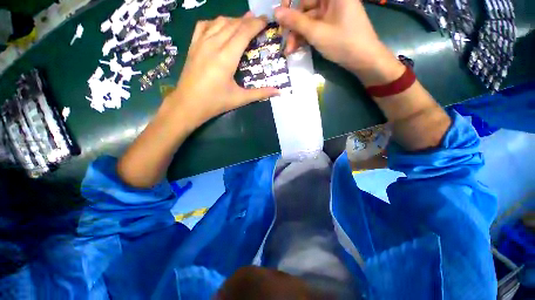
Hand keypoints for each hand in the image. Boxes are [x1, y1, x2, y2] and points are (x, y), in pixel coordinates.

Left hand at [163, 13, 278, 123]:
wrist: (188, 104)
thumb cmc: (215, 103)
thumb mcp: (240, 99)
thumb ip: (260, 93)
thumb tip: (279, 92)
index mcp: (226, 57)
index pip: (243, 33)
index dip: (256, 24)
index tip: (266, 20)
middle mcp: (213, 44)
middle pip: (233, 24)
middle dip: (247, 20)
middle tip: (258, 19)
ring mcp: (201, 43)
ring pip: (219, 22)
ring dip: (233, 19)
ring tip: (243, 21)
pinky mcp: (193, 46)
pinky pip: (204, 26)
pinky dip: (215, 22)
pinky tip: (220, 26)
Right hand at [275, 0, 403, 84]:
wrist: (364, 60)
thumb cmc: (343, 43)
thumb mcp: (316, 33)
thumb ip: (296, 22)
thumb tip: (275, 12)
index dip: (290, 3)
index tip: (280, 15)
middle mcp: (332, 0)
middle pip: (305, 6)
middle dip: (293, 25)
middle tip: (284, 39)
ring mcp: (331, 13)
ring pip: (308, 19)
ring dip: (297, 34)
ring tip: (289, 50)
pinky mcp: (331, 25)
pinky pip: (313, 27)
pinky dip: (305, 37)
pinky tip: (296, 48)